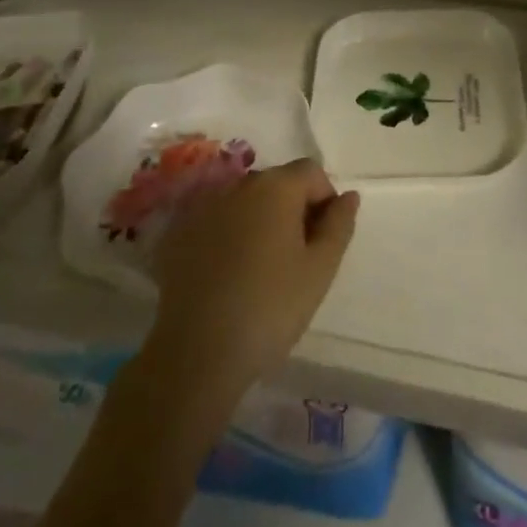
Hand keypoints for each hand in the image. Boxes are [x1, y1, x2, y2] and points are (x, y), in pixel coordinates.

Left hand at [148, 159, 359, 392]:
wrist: (196, 354)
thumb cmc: (271, 308)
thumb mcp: (320, 269)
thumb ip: (339, 224)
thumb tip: (348, 196)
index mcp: (276, 186)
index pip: (312, 172)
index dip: (325, 200)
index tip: (323, 241)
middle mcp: (238, 185)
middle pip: (277, 183)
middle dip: (293, 209)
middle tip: (297, 258)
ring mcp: (203, 207)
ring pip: (245, 203)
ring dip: (259, 222)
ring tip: (261, 269)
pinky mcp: (178, 234)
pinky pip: (216, 222)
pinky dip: (228, 236)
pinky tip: (228, 276)